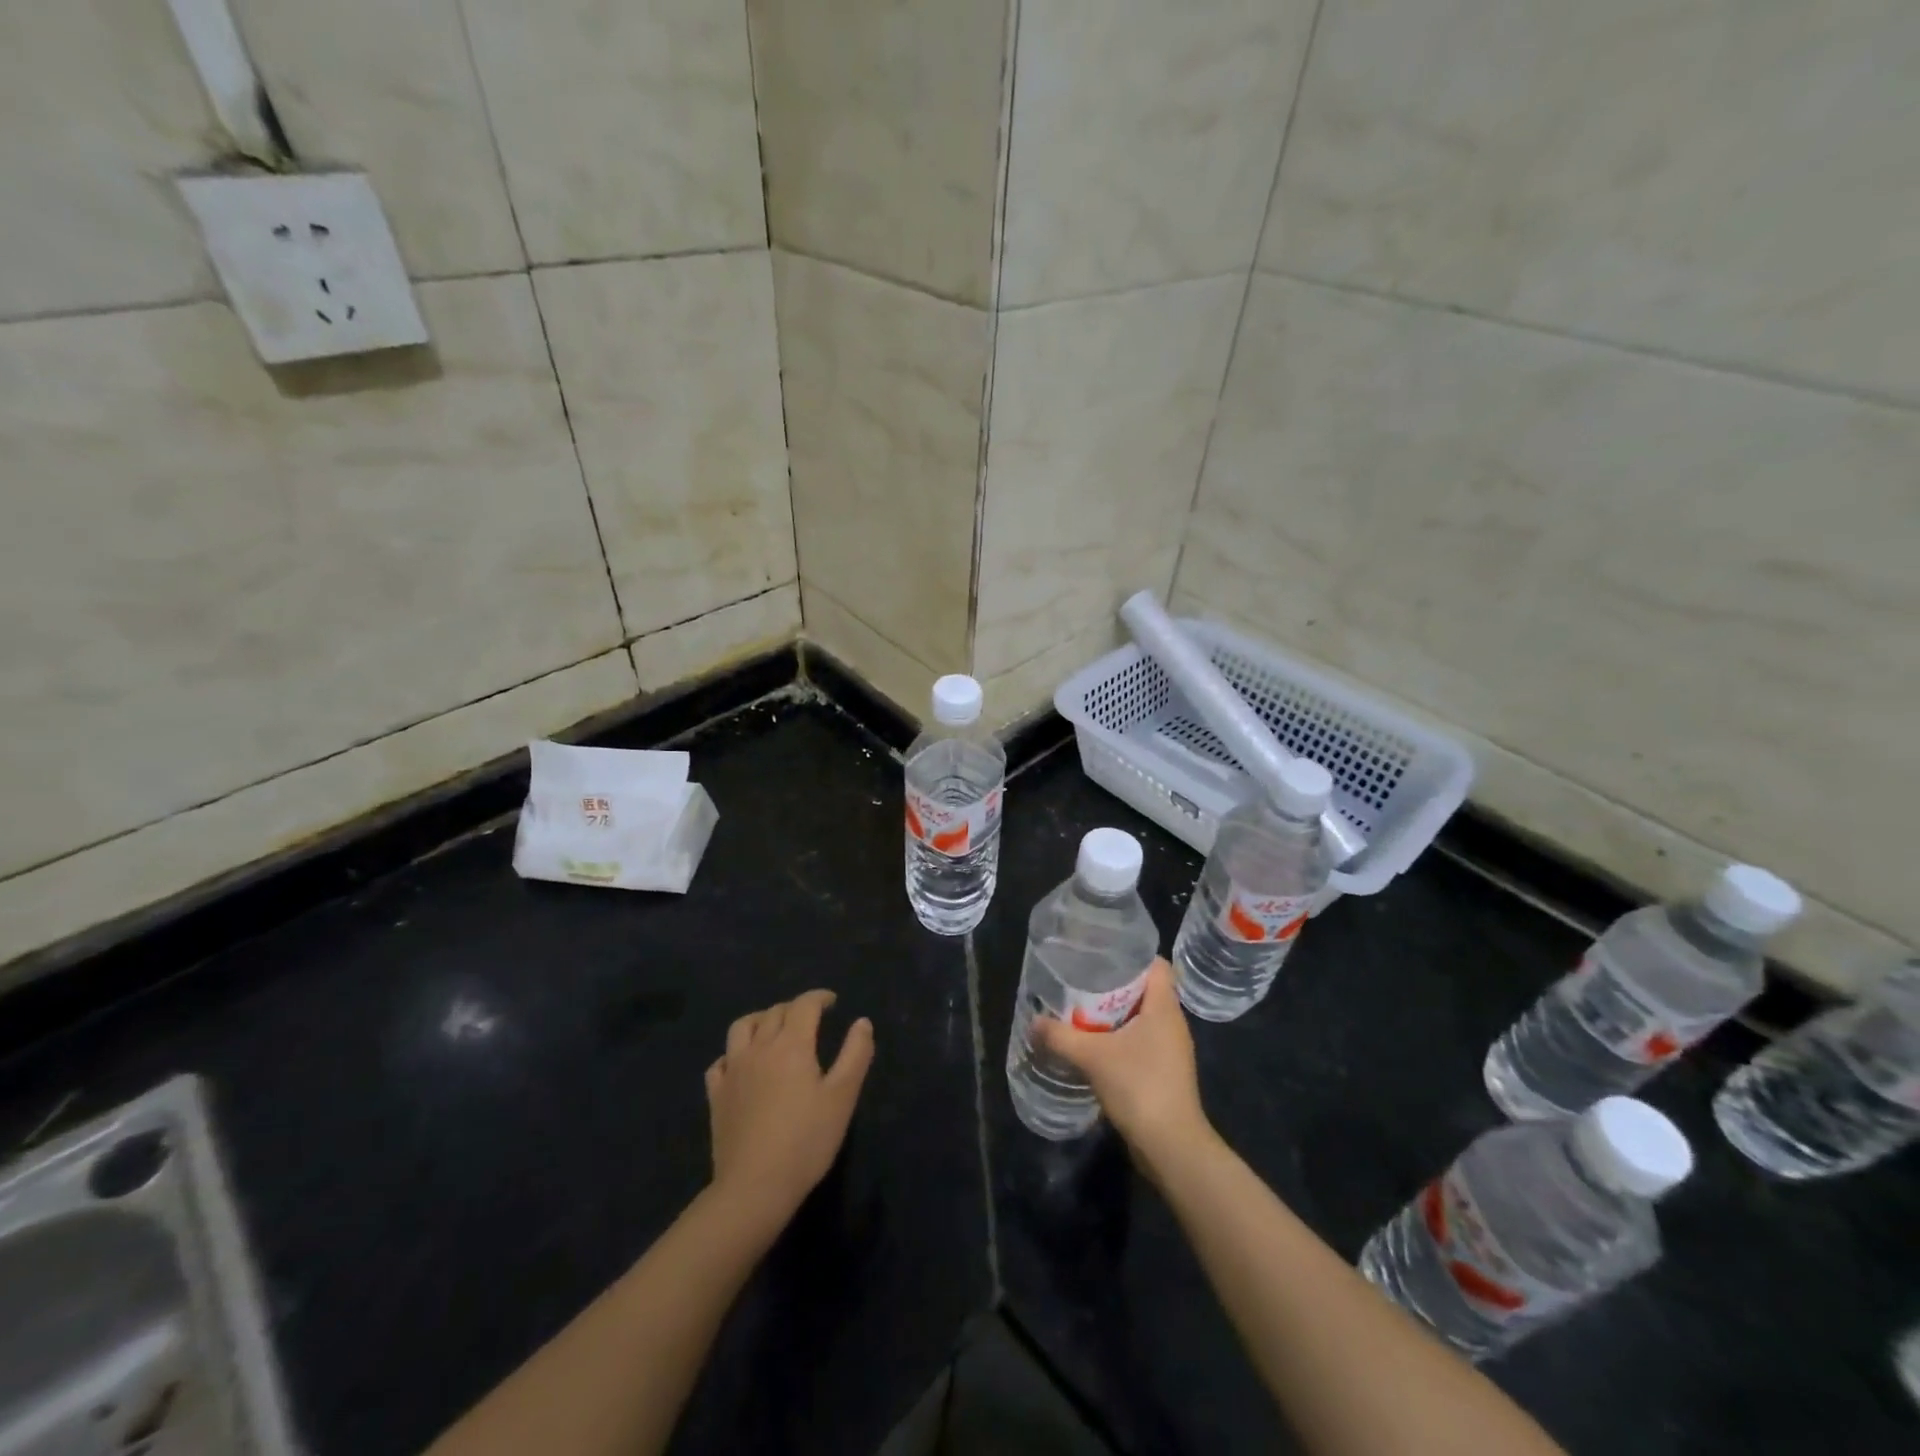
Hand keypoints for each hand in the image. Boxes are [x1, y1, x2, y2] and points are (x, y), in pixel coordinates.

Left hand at [706, 990, 873, 1229]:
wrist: (754, 1186)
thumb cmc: (806, 1141)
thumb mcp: (843, 1097)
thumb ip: (855, 1054)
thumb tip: (862, 1022)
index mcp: (792, 1044)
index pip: (804, 1005)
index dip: (819, 997)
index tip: (832, 1001)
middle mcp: (759, 1048)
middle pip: (774, 1012)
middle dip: (794, 1008)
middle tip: (811, 1019)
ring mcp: (733, 1071)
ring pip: (742, 1027)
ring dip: (760, 1019)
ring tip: (773, 1028)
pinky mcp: (716, 1095)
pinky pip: (721, 1061)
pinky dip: (734, 1053)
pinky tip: (742, 1064)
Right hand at [1033, 959, 1211, 1172]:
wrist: (1171, 1147)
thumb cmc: (1139, 1087)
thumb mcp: (1092, 1057)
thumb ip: (1060, 1036)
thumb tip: (1033, 1022)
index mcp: (1164, 1008)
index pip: (1156, 965)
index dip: (1131, 956)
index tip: (1100, 955)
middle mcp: (1172, 1023)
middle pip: (1144, 990)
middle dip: (1113, 986)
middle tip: (1080, 982)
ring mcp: (1170, 1050)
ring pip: (1141, 1018)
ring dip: (1114, 1015)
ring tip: (1081, 1012)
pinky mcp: (1164, 1072)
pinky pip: (1140, 1042)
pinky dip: (1119, 1039)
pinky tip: (1094, 1046)